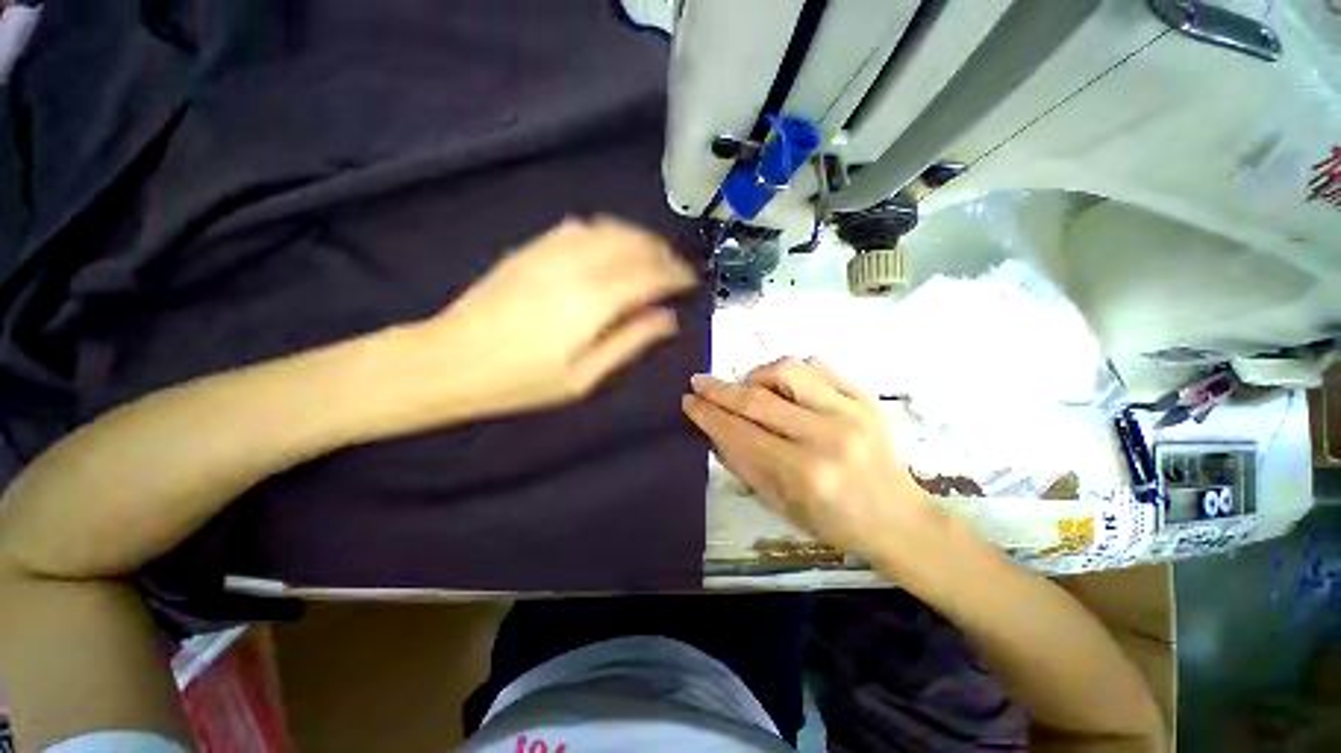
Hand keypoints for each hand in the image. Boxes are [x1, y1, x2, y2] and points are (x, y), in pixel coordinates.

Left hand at [411, 216, 697, 417]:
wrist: (447, 360)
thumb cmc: (520, 381)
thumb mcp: (585, 378)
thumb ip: (630, 343)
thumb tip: (668, 320)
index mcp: (593, 301)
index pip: (650, 275)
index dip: (676, 275)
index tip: (691, 282)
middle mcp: (576, 266)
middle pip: (633, 243)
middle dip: (663, 253)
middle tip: (676, 270)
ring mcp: (549, 251)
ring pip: (608, 228)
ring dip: (638, 237)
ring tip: (652, 256)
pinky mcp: (530, 248)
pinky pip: (577, 226)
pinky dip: (606, 231)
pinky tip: (610, 246)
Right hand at [682, 358, 938, 561]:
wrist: (898, 519)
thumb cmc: (834, 522)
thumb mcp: (780, 504)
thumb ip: (743, 463)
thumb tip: (714, 428)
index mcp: (803, 473)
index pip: (740, 432)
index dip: (708, 414)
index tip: (688, 400)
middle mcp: (826, 436)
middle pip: (758, 399)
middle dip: (719, 389)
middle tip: (699, 381)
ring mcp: (851, 411)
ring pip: (789, 370)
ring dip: (758, 375)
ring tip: (750, 387)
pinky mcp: (867, 398)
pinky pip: (819, 366)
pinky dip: (793, 371)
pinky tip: (786, 387)